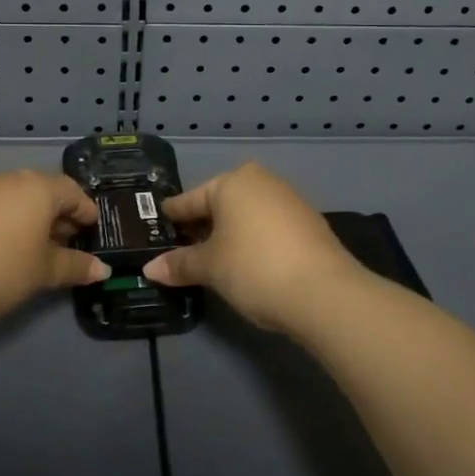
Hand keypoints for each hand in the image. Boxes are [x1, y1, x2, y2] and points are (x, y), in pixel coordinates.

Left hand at [0, 170, 109, 326]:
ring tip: (39, 246)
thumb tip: (102, 269)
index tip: (93, 230)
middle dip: (60, 214)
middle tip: (70, 241)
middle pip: (45, 190)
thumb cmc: (3, 268)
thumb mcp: (45, 271)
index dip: (86, 210)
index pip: (72, 191)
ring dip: (33, 217)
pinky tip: (9, 245)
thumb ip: (75, 266)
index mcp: (39, 188)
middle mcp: (12, 179)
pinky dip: (10, 220)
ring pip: (19, 197)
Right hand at [142, 162, 365, 336]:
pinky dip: (252, 241)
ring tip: (211, 259)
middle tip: (180, 247)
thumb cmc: (254, 268)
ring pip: (246, 215)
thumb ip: (180, 264)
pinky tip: (246, 262)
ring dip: (228, 234)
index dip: (172, 216)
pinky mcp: (309, 224)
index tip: (156, 225)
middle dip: (201, 225)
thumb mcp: (210, 267)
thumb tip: (150, 269)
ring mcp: (289, 201)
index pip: (190, 199)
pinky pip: (267, 227)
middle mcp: (261, 182)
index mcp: (232, 182)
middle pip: (220, 204)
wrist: (325, 294)